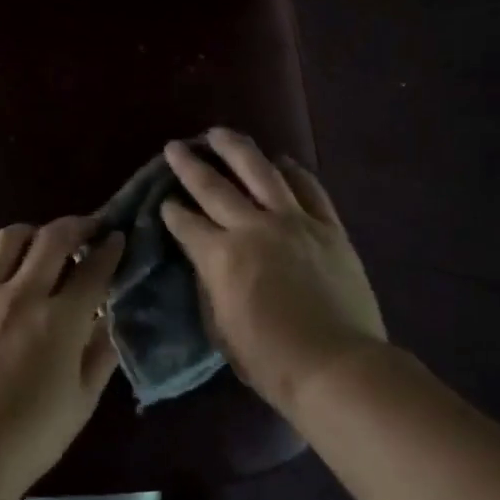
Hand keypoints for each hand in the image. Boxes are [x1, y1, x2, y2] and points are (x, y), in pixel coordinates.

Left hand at [0, 217, 126, 492]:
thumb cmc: (31, 436)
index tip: (117, 238)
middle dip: (76, 225)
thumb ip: (100, 354)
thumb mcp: (82, 401)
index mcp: (61, 321)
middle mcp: (22, 296)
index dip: (110, 249)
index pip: (94, 269)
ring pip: (6, 239)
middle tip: (86, 228)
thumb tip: (111, 320)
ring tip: (38, 241)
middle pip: (52, 239)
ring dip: (30, 233)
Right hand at [161, 129, 388, 411]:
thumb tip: (207, 261)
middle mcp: (252, 228)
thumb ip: (209, 286)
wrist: (336, 366)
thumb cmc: (270, 359)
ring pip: (260, 172)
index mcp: (220, 256)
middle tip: (175, 147)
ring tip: (219, 133)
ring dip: (236, 149)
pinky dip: (293, 171)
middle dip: (189, 165)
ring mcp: (294, 222)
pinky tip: (281, 160)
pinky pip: (308, 188)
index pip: (186, 223)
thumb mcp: (220, 328)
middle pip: (214, 187)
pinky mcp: (328, 227)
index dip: (171, 211)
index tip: (163, 200)